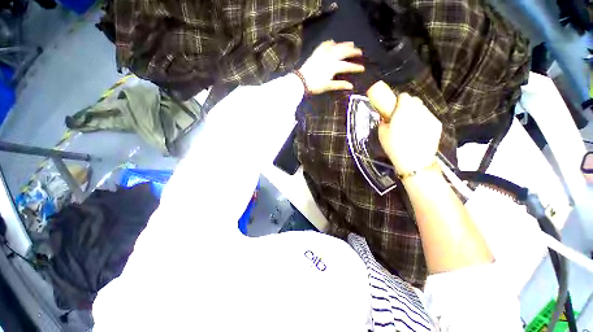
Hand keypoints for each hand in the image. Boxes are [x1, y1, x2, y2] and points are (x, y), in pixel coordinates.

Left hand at [298, 41, 363, 94]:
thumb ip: (339, 85)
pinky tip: (332, 41)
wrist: (301, 81)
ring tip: (351, 43)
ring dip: (344, 45)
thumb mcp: (328, 86)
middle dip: (353, 52)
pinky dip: (329, 43)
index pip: (347, 66)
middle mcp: (330, 57)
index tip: (363, 68)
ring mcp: (323, 54)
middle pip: (344, 53)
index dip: (355, 67)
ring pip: (336, 47)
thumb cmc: (315, 85)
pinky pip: (324, 45)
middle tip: (360, 52)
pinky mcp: (316, 53)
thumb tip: (351, 86)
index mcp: (333, 66)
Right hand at [367, 81, 441, 173]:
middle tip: (401, 117)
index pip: (403, 96)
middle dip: (407, 105)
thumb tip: (386, 119)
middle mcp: (419, 109)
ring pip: (422, 109)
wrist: (414, 161)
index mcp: (404, 109)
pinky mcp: (437, 125)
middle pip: (414, 100)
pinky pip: (428, 118)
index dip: (398, 101)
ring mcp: (430, 116)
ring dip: (415, 113)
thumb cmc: (394, 146)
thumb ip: (383, 122)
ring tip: (410, 127)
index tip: (394, 109)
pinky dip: (422, 121)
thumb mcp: (382, 134)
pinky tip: (418, 133)